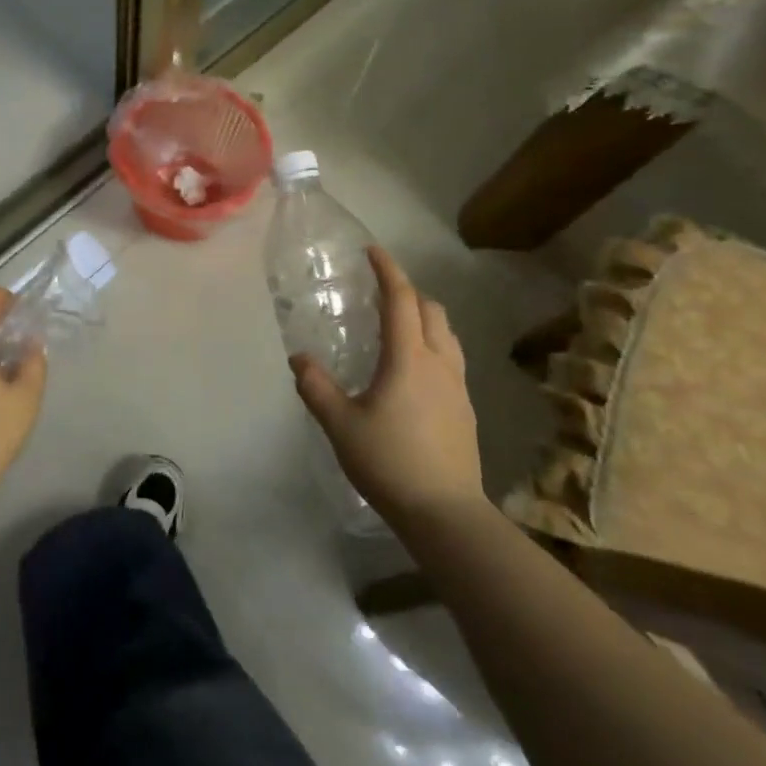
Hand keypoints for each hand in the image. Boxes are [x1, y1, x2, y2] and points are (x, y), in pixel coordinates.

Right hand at [290, 246, 482, 523]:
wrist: (446, 514)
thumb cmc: (390, 462)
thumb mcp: (341, 425)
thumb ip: (316, 387)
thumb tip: (299, 359)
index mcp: (409, 358)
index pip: (401, 299)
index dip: (388, 270)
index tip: (372, 251)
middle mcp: (439, 362)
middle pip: (431, 309)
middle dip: (408, 291)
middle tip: (379, 293)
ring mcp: (458, 386)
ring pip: (447, 333)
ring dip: (425, 317)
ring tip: (398, 327)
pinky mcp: (466, 409)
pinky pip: (452, 359)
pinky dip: (433, 345)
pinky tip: (413, 371)